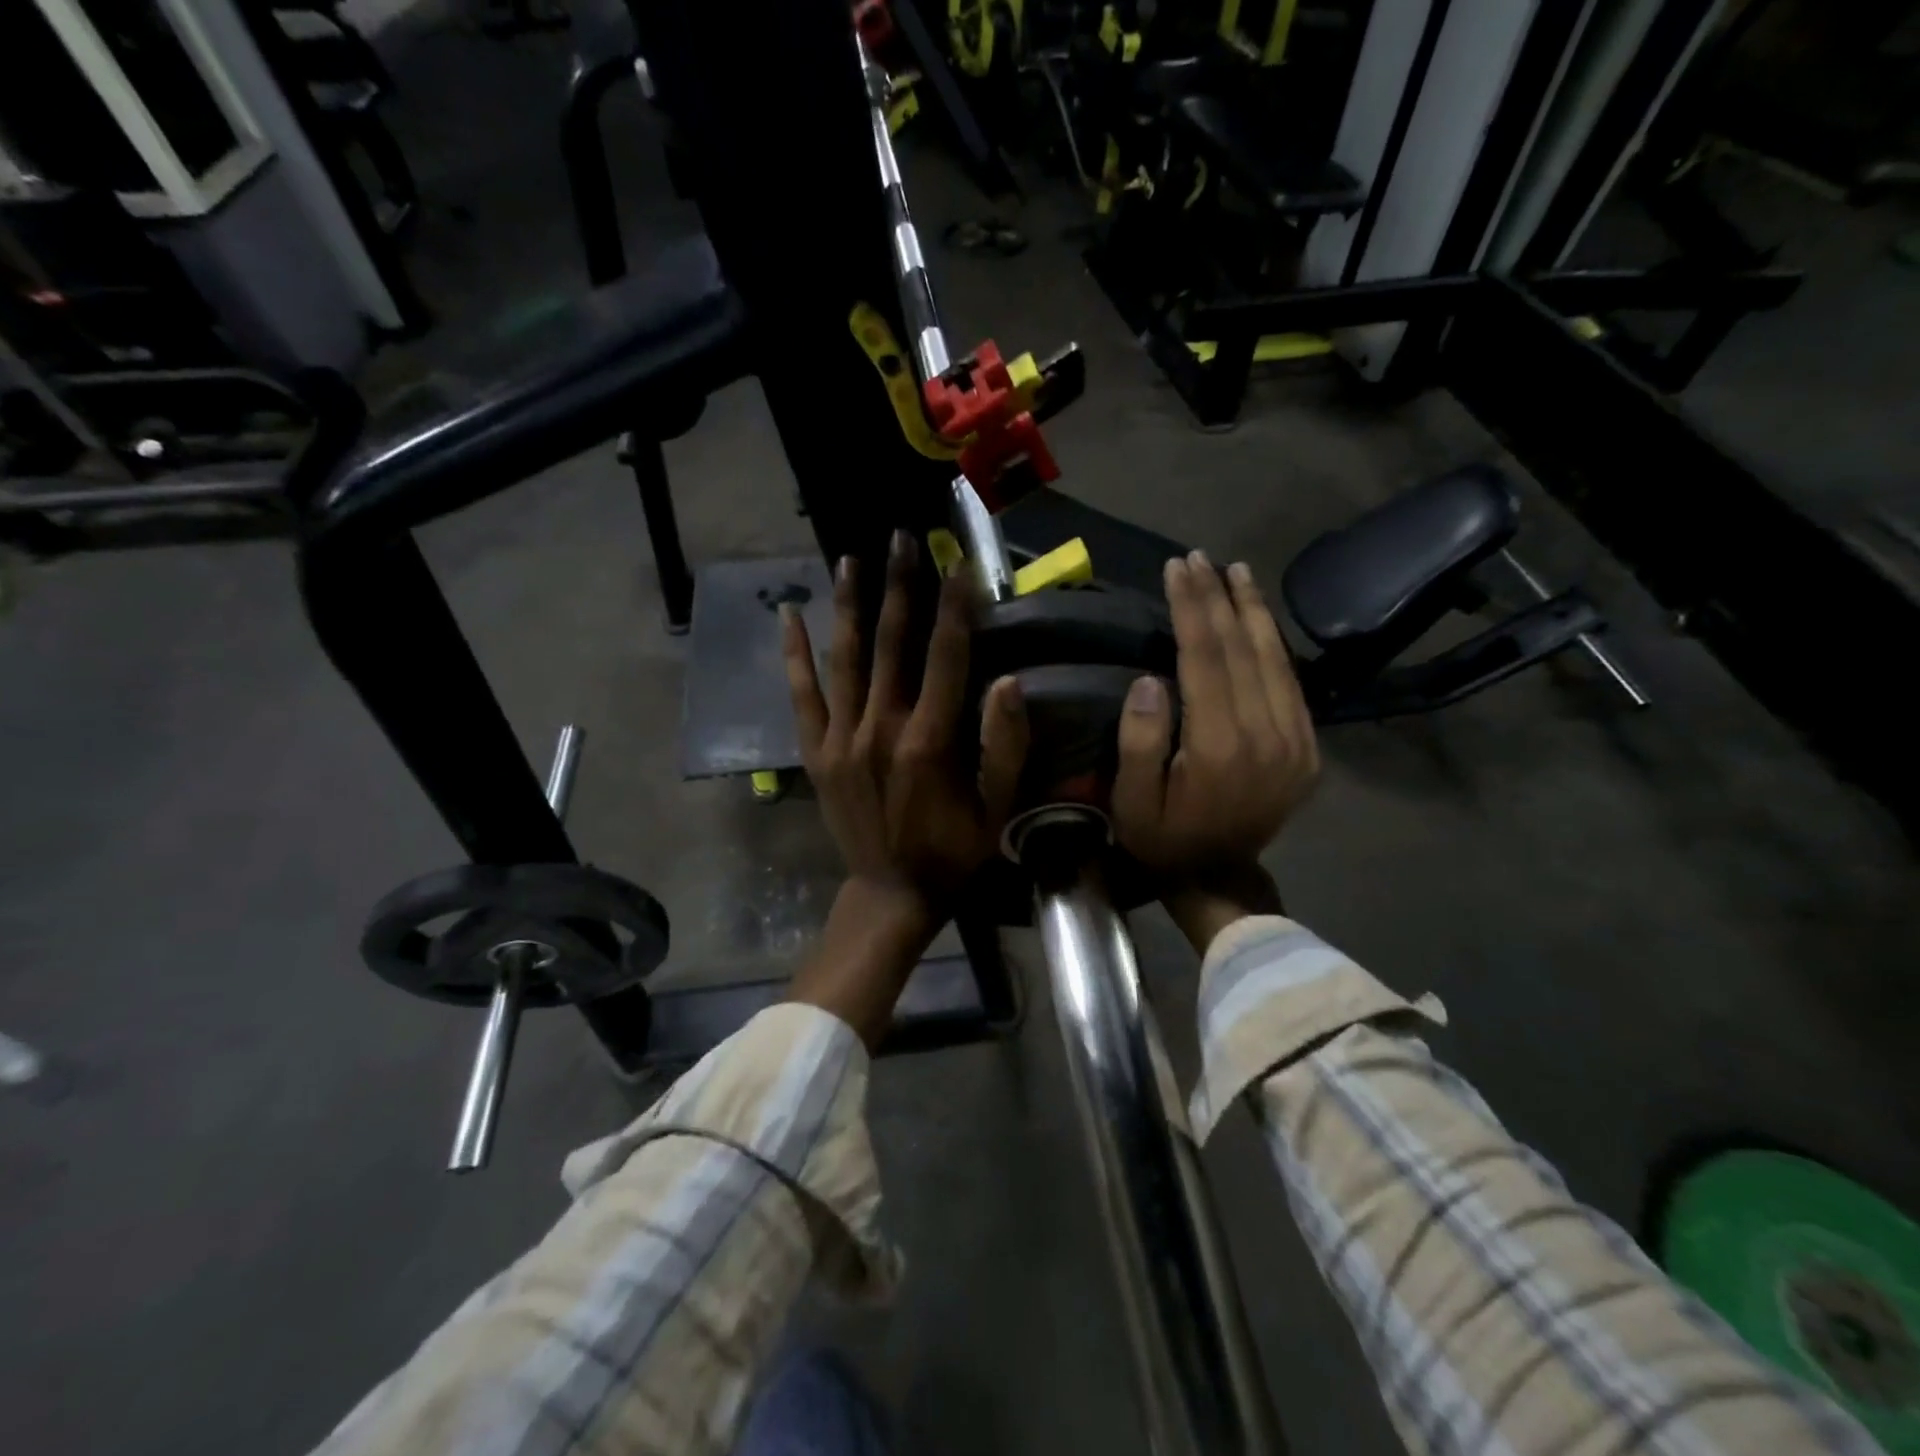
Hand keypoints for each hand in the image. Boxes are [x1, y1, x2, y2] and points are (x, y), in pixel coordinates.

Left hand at [780, 532, 1028, 1041]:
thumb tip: (1011, 681)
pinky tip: (789, 614)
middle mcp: (880, 728)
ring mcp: (840, 738)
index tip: (959, 562)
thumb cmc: (952, 852)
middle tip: (903, 537)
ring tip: (853, 557)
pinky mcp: (815, 752)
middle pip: (892, 643)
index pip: (946, 656)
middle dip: (900, 586)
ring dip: (850, 604)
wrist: (890, 893)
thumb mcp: (997, 810)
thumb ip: (1005, 747)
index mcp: (929, 741)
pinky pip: (802, 695)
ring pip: (844, 658)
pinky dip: (795, 654)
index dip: (955, 607)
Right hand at [1112, 551, 1317, 951]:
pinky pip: (1291, 683)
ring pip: (1274, 659)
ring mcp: (1295, 741)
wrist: (1220, 877)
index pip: (1205, 658)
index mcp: (1219, 748)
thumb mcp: (1131, 803)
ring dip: (1252, 611)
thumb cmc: (1164, 839)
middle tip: (1198, 558)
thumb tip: (1151, 680)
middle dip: (1218, 598)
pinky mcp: (1307, 748)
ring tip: (1235, 572)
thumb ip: (1139, 743)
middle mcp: (1266, 736)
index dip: (1191, 608)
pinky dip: (1274, 644)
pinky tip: (1259, 619)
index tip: (1178, 569)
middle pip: (1241, 649)